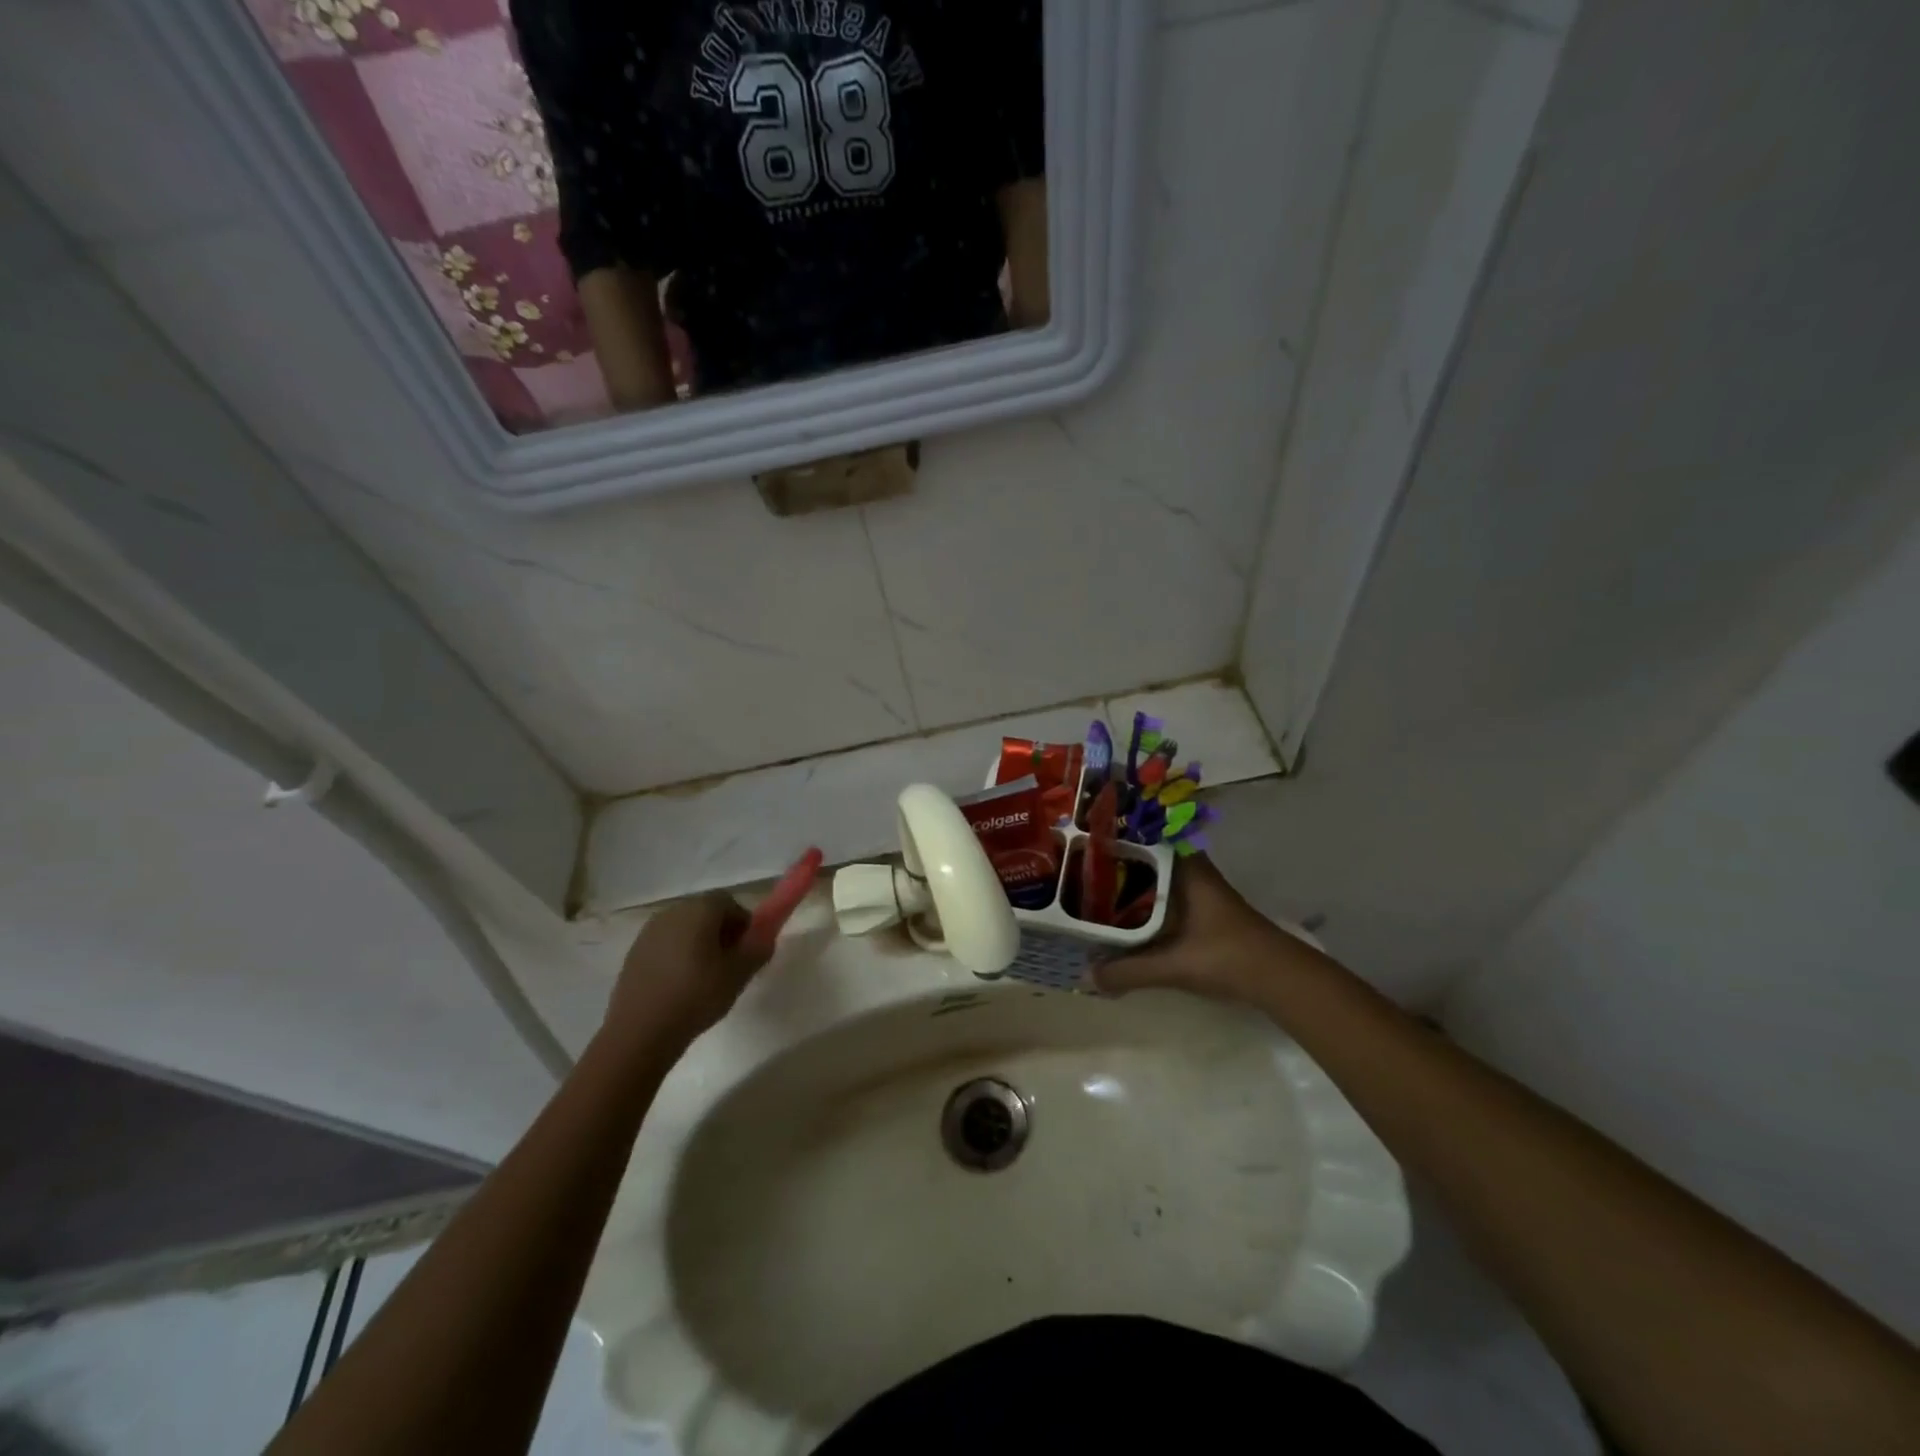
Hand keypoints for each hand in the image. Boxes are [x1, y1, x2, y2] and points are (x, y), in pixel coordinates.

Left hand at [604, 893, 767, 1052]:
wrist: (639, 1032)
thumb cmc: (696, 997)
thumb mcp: (739, 974)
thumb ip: (758, 948)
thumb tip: (765, 935)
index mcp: (700, 910)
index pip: (730, 902)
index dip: (743, 924)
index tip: (746, 951)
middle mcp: (673, 911)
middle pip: (706, 912)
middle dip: (722, 932)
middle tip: (729, 965)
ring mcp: (649, 931)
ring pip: (685, 929)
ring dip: (699, 944)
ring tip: (704, 978)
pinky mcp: (634, 952)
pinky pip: (666, 944)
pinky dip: (677, 956)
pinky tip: (679, 986)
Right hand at [1091, 856, 1301, 1002]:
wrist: (1279, 977)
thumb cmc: (1225, 955)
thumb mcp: (1172, 965)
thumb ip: (1128, 970)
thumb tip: (1087, 976)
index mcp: (1184, 867)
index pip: (1144, 836)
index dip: (1114, 836)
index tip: (1082, 841)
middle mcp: (1191, 869)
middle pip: (1145, 857)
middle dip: (1114, 863)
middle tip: (1077, 869)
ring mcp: (1200, 888)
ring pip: (1155, 876)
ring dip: (1129, 883)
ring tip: (1092, 890)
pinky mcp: (1204, 908)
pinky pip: (1164, 894)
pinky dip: (1144, 901)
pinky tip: (1124, 916)